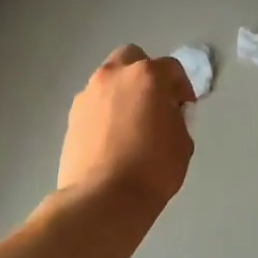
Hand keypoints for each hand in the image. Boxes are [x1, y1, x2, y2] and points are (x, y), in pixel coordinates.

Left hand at [57, 45, 194, 211]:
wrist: (103, 199)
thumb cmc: (153, 169)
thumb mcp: (182, 142)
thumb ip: (175, 118)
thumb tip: (165, 114)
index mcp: (146, 76)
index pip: (171, 68)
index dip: (182, 87)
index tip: (185, 108)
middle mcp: (114, 76)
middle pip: (132, 59)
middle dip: (146, 75)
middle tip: (155, 102)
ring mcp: (88, 94)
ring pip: (109, 80)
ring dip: (123, 92)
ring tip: (132, 122)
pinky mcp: (72, 116)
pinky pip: (95, 103)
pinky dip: (106, 111)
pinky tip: (113, 137)